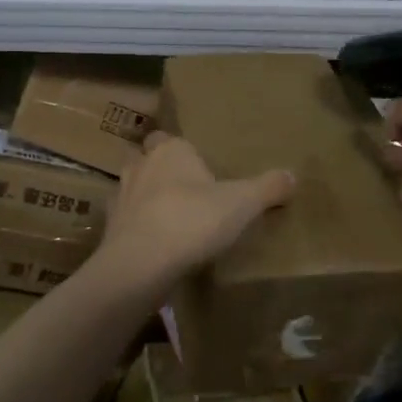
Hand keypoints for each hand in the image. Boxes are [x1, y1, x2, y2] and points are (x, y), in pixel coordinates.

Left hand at [94, 131, 294, 296]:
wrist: (141, 262)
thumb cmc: (193, 221)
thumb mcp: (243, 204)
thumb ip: (268, 188)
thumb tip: (292, 175)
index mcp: (171, 150)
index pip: (172, 138)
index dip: (184, 152)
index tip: (202, 172)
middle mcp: (141, 164)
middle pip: (148, 159)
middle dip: (161, 170)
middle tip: (185, 192)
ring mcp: (121, 195)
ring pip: (133, 187)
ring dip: (146, 198)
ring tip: (169, 218)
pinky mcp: (109, 226)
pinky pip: (125, 219)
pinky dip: (137, 226)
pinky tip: (153, 243)